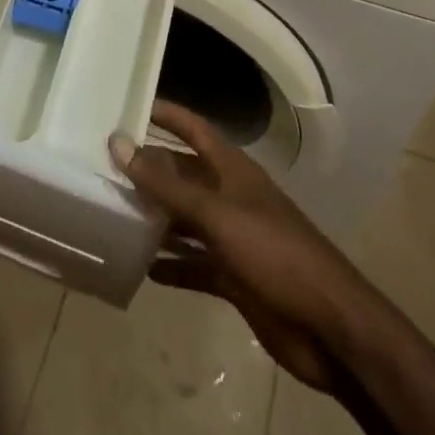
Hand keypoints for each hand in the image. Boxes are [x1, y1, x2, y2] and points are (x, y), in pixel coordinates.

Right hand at [110, 101, 372, 392]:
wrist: (330, 328)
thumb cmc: (274, 253)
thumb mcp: (216, 214)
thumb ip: (167, 184)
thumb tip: (119, 144)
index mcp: (232, 170)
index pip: (194, 129)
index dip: (168, 115)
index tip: (130, 106)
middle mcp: (230, 197)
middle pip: (184, 175)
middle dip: (150, 171)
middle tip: (104, 167)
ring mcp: (233, 238)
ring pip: (186, 220)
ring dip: (156, 219)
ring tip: (113, 214)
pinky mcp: (234, 277)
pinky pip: (194, 264)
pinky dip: (172, 265)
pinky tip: (142, 269)